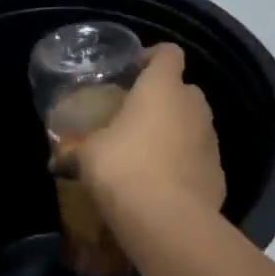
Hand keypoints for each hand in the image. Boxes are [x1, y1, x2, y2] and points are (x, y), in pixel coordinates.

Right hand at [76, 44, 224, 225]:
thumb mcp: (88, 155)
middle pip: (184, 90)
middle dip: (163, 99)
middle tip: (135, 117)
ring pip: (194, 125)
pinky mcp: (218, 174)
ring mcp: (211, 141)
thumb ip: (75, 149)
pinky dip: (185, 164)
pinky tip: (163, 185)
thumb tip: (57, 157)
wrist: (168, 222)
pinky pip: (199, 159)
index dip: (152, 56)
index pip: (168, 53)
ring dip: (176, 132)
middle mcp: (194, 106)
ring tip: (147, 154)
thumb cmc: (124, 168)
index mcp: (163, 88)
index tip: (133, 71)